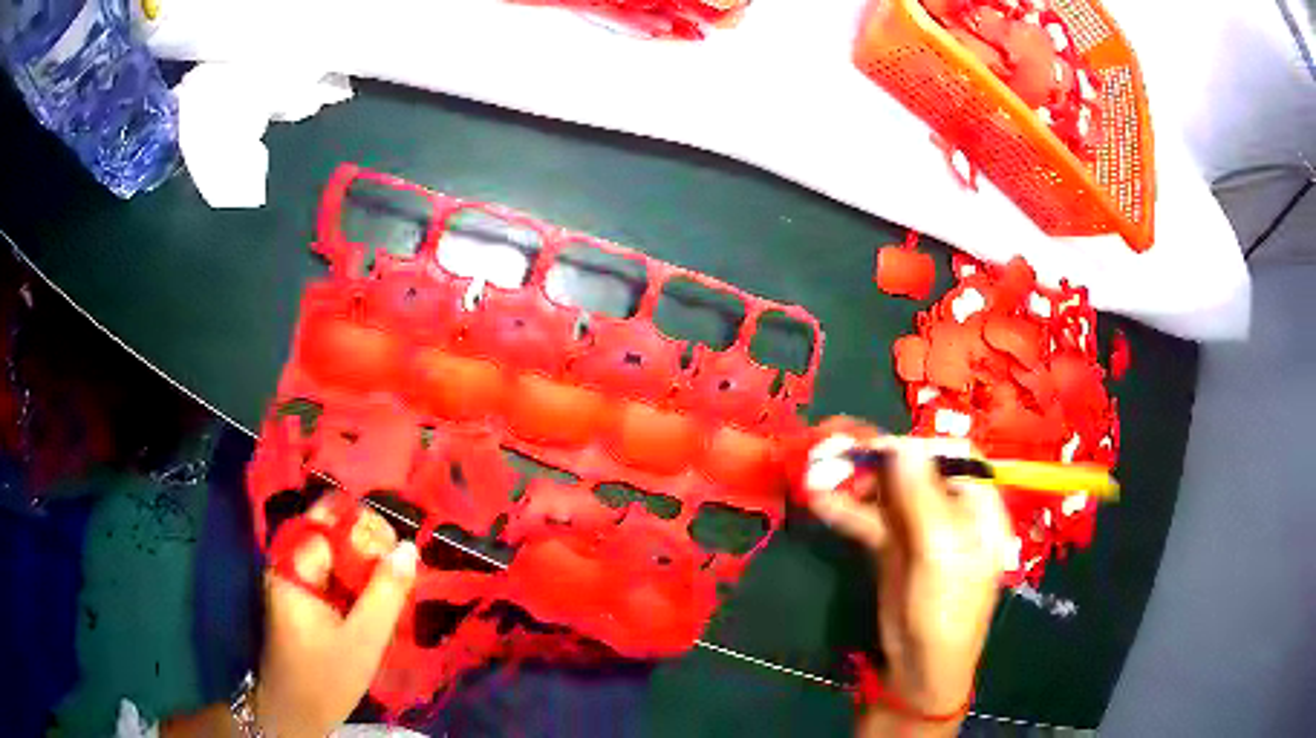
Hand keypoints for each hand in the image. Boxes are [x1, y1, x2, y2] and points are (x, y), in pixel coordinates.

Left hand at [255, 498, 418, 737]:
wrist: (295, 713)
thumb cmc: (326, 679)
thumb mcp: (363, 640)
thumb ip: (386, 593)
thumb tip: (409, 547)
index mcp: (293, 569)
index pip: (330, 522)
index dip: (366, 529)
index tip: (398, 553)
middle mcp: (287, 564)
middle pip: (330, 531)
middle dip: (368, 546)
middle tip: (400, 573)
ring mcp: (291, 579)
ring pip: (332, 552)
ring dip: (364, 564)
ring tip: (393, 586)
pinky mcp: (299, 595)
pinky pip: (330, 572)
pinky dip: (354, 579)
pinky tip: (375, 599)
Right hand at [804, 422, 1009, 725]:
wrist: (919, 667)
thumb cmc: (945, 612)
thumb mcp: (940, 554)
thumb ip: (922, 498)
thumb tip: (902, 443)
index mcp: (977, 505)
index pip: (952, 455)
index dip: (916, 445)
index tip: (879, 447)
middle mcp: (949, 509)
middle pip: (913, 469)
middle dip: (874, 460)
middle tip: (834, 453)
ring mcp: (918, 528)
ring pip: (886, 492)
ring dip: (853, 482)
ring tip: (816, 475)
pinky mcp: (891, 547)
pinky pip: (868, 518)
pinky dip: (845, 509)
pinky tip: (819, 502)